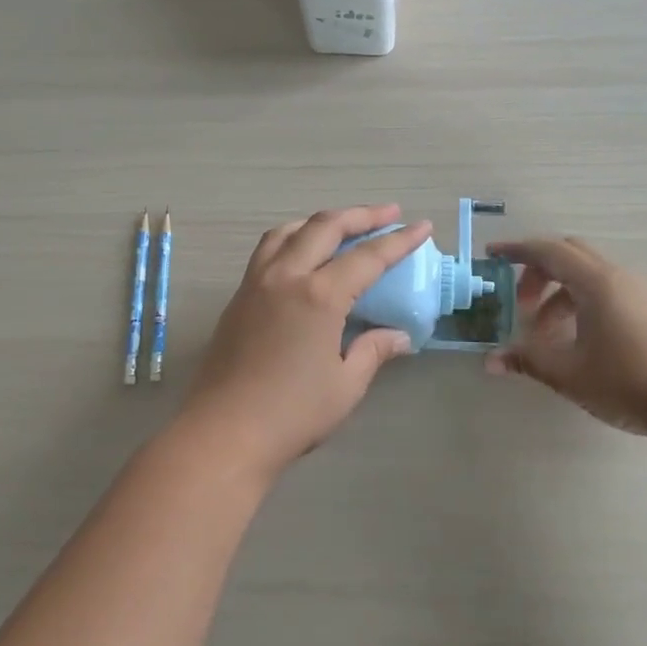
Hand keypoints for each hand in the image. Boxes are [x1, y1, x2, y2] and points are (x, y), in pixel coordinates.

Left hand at [179, 206, 433, 473]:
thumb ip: (372, 351)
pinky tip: (301, 254)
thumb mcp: (345, 385)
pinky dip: (292, 238)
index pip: (367, 257)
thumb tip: (398, 337)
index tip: (422, 226)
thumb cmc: (292, 413)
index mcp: (318, 296)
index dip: (398, 241)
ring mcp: (256, 283)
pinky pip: (267, 250)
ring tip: (342, 227)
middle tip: (389, 214)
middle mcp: (285, 276)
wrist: (224, 431)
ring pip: (289, 231)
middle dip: (360, 215)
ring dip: (320, 222)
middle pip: (325, 227)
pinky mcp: (238, 297)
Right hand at [485, 236, 646, 441]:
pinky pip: (605, 291)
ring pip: (587, 276)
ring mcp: (638, 292)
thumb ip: (527, 360)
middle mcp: (618, 277)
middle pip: (569, 255)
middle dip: (537, 272)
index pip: (548, 251)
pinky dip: (580, 303)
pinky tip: (575, 340)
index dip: (517, 250)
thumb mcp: (568, 373)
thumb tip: (491, 361)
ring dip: (558, 294)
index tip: (492, 255)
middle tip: (520, 304)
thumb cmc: (627, 382)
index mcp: (596, 283)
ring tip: (545, 335)